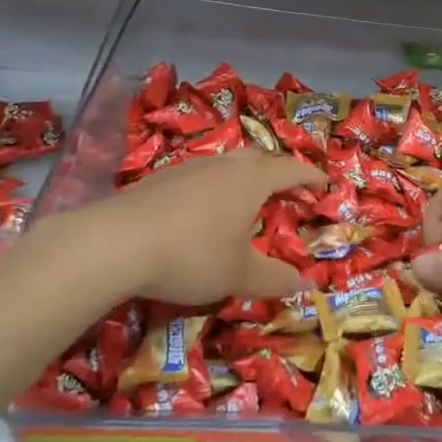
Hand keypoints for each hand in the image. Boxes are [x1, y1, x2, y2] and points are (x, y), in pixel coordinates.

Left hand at [59, 150, 322, 304]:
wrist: (116, 243)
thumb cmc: (192, 254)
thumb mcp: (239, 275)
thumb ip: (275, 279)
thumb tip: (307, 284)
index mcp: (251, 180)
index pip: (290, 169)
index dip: (310, 175)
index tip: (325, 183)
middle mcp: (223, 166)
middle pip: (258, 158)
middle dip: (277, 170)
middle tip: (287, 187)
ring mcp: (188, 168)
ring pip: (226, 164)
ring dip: (243, 176)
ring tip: (245, 198)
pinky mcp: (158, 180)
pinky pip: (199, 176)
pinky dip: (212, 187)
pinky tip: (201, 210)